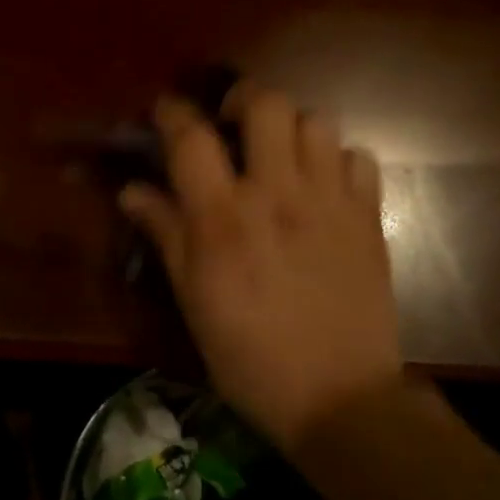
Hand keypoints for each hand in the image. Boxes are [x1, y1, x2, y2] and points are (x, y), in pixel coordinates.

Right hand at [120, 82, 400, 448]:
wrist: (340, 400)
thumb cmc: (249, 354)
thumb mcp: (193, 297)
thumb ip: (165, 232)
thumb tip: (131, 190)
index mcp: (224, 217)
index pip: (192, 137)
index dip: (173, 112)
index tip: (165, 110)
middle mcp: (277, 194)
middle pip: (266, 104)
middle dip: (244, 100)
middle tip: (234, 124)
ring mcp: (330, 201)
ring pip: (316, 121)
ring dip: (293, 129)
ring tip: (282, 155)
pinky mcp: (368, 217)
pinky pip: (359, 158)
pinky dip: (339, 161)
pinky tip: (325, 185)